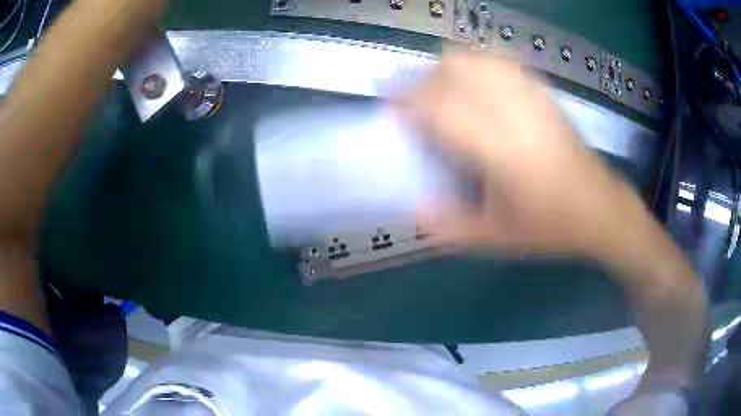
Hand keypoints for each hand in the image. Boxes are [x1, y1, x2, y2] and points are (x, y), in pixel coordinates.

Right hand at [405, 53, 650, 258]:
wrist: (600, 208)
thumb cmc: (550, 227)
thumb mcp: (498, 240)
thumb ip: (451, 228)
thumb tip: (413, 211)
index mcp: (501, 152)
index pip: (443, 109)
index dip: (410, 103)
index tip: (393, 108)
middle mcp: (515, 114)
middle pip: (458, 71)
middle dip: (428, 81)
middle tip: (420, 105)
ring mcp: (533, 99)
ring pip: (480, 60)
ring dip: (453, 68)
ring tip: (445, 91)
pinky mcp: (545, 95)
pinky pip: (504, 64)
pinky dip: (480, 65)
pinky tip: (478, 84)